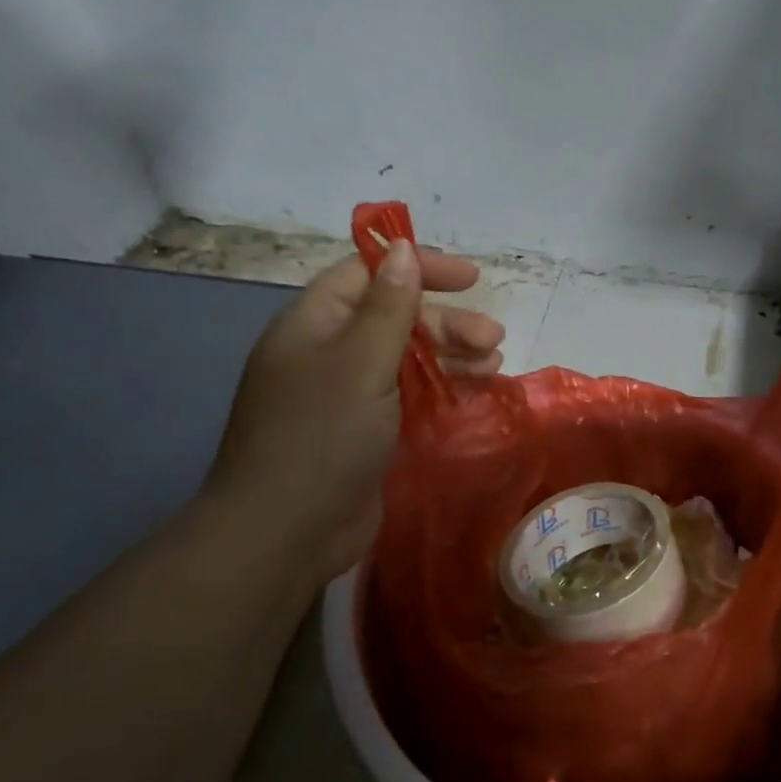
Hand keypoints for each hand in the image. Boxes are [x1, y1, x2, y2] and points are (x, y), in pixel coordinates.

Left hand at [204, 240, 503, 580]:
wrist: (286, 531)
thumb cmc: (322, 436)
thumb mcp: (360, 363)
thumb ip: (388, 307)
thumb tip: (401, 249)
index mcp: (315, 324)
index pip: (369, 274)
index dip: (419, 269)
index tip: (470, 279)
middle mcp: (329, 353)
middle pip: (395, 318)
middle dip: (448, 323)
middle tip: (494, 340)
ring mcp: (346, 396)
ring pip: (406, 358)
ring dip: (451, 355)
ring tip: (494, 364)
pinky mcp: (364, 432)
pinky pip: (408, 396)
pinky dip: (441, 388)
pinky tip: (474, 390)